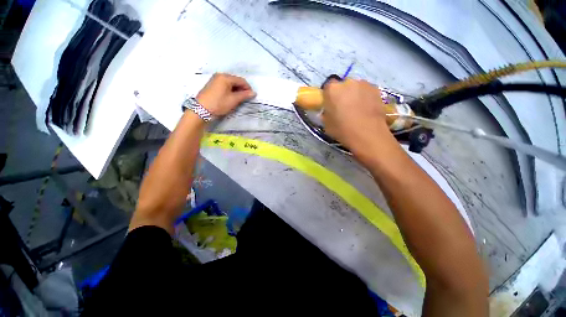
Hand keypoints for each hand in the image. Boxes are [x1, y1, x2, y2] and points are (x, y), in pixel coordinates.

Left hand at [196, 73, 255, 116]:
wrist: (201, 110)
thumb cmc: (219, 104)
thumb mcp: (233, 100)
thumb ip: (244, 95)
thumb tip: (253, 93)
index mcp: (225, 77)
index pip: (241, 80)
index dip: (248, 88)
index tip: (252, 96)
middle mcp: (220, 76)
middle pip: (235, 81)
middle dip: (242, 89)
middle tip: (246, 98)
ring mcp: (215, 80)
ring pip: (230, 83)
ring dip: (236, 90)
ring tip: (239, 99)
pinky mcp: (212, 85)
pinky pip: (224, 85)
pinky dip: (230, 90)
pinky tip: (231, 97)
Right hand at [322, 79, 391, 154]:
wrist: (368, 134)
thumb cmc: (342, 130)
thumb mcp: (327, 125)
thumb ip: (326, 114)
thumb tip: (328, 112)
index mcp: (332, 90)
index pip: (327, 87)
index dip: (328, 96)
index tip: (330, 104)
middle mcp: (348, 82)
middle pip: (343, 86)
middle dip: (342, 94)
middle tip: (343, 108)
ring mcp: (364, 84)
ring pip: (356, 88)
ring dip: (355, 95)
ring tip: (357, 110)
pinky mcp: (377, 89)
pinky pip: (367, 92)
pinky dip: (366, 98)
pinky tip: (367, 110)